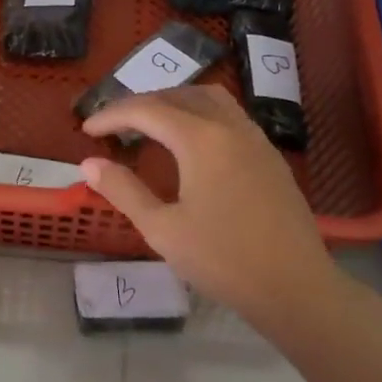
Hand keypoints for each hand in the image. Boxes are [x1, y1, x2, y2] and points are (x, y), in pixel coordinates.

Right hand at [80, 86, 343, 334]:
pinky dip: (201, 117)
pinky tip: (193, 147)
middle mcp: (231, 127)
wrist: (293, 285)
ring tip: (152, 127)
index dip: (113, 115)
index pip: (148, 110)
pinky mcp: (271, 157)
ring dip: (176, 104)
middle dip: (143, 104)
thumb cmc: (222, 259)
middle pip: (180, 96)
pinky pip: (231, 118)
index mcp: (201, 139)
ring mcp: (257, 140)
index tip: (87, 130)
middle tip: (116, 127)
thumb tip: (89, 164)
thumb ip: (124, 191)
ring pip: (211, 101)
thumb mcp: (162, 229)